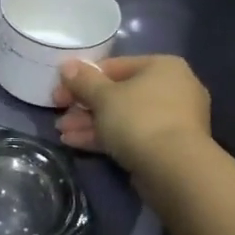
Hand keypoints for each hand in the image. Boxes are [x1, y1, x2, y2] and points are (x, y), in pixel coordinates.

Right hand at [52, 54, 212, 173]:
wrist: (174, 168)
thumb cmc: (138, 119)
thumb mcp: (103, 96)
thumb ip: (83, 80)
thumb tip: (67, 65)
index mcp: (161, 67)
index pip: (113, 66)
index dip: (81, 79)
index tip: (59, 93)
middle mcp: (172, 88)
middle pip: (118, 93)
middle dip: (84, 106)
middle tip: (60, 116)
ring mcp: (172, 119)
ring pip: (122, 116)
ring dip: (90, 123)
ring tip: (62, 133)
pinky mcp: (167, 146)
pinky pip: (131, 135)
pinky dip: (105, 137)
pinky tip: (76, 143)